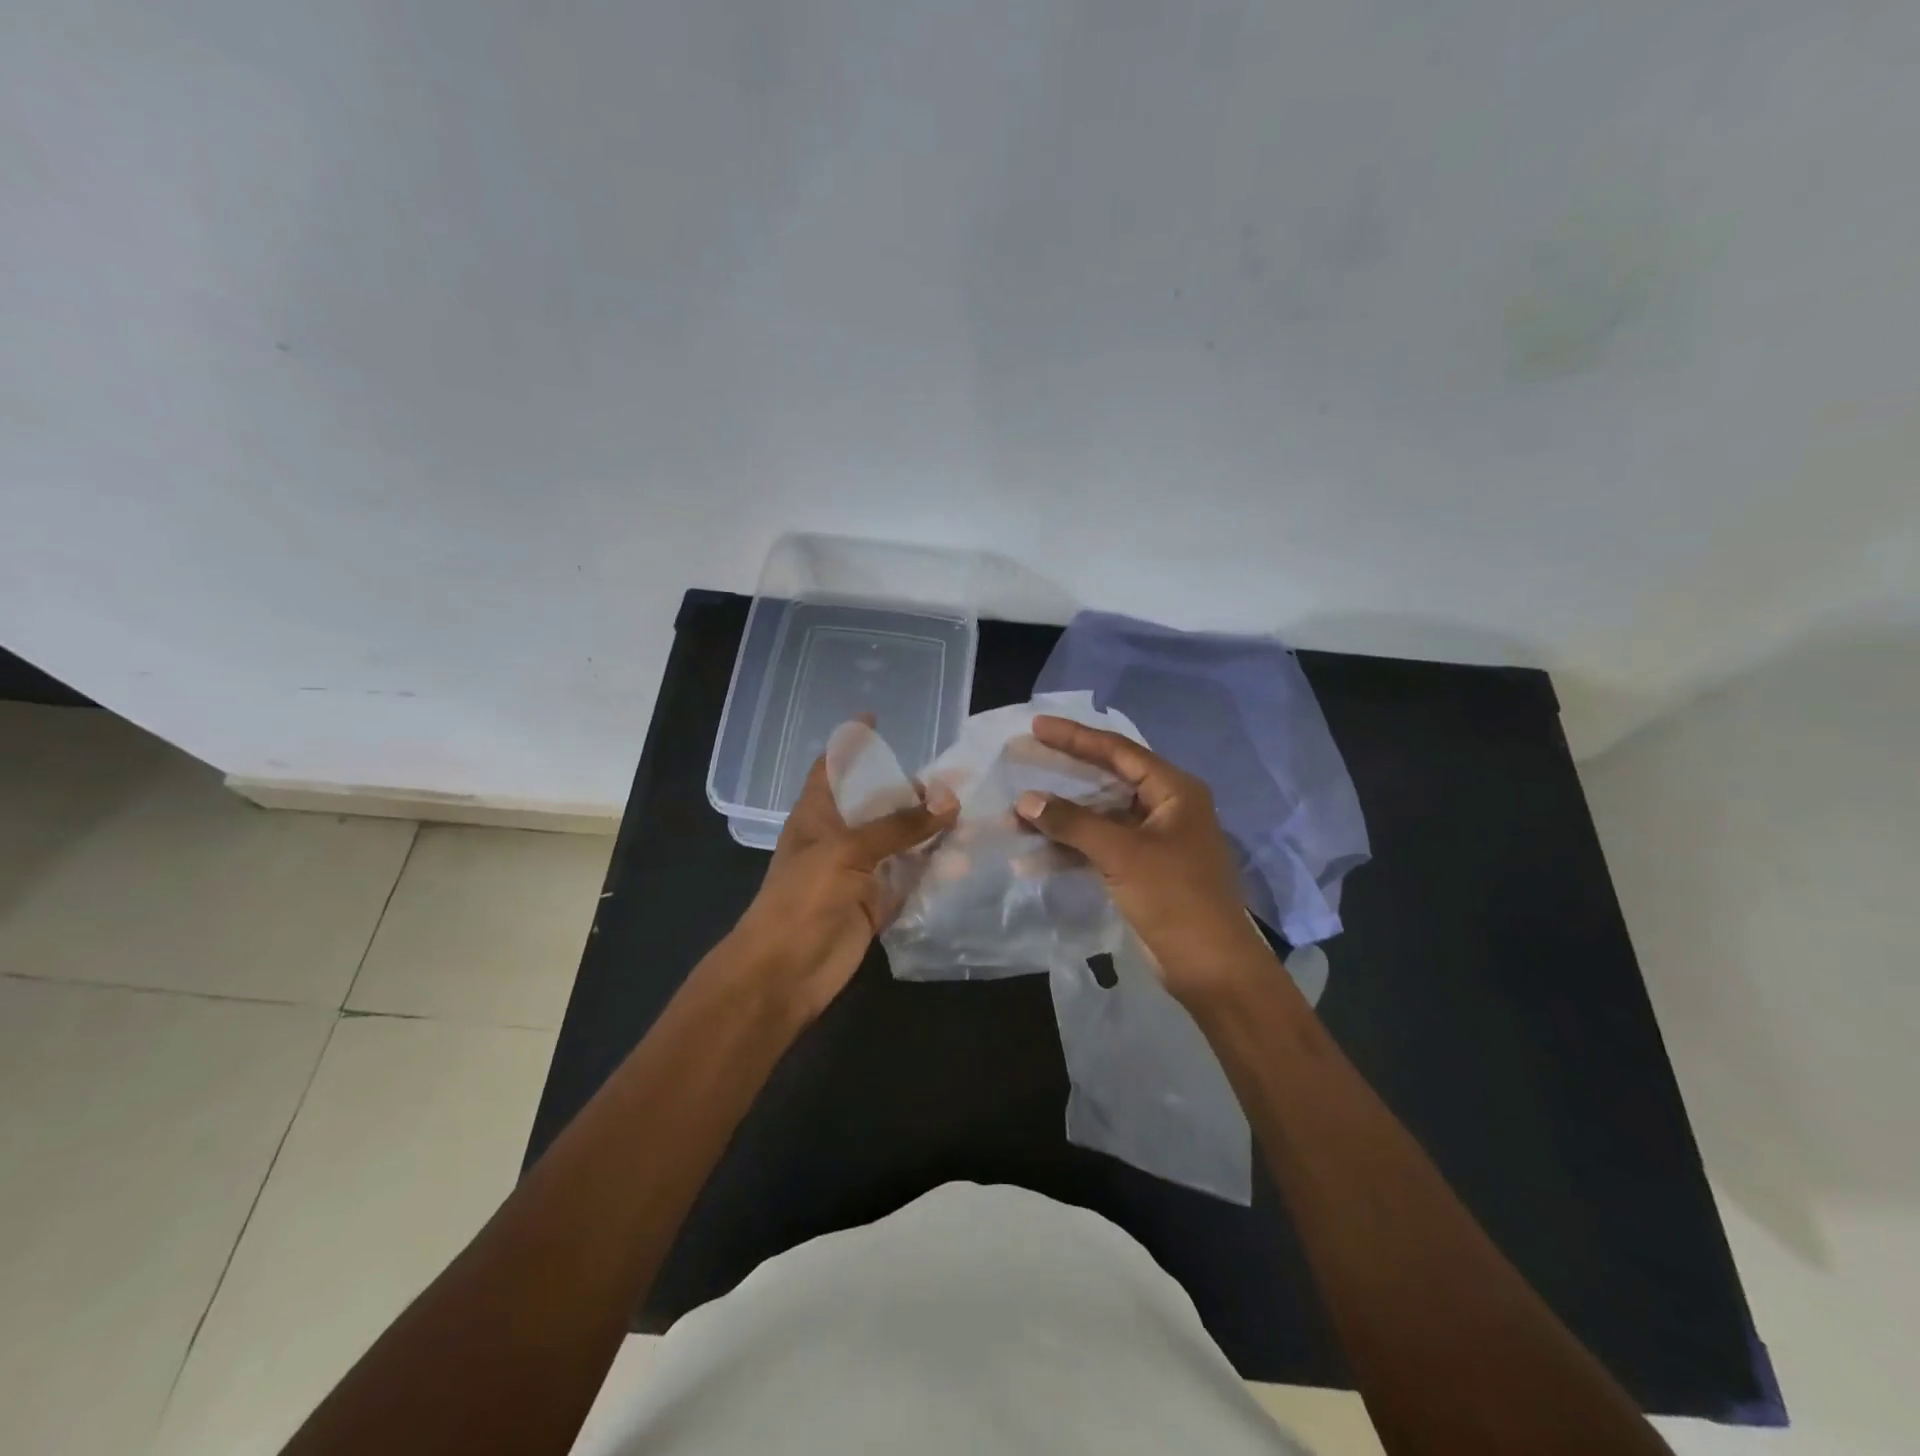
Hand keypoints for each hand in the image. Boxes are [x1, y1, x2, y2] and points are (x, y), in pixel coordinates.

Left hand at [730, 751, 956, 1020]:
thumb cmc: (803, 898)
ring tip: (972, 815)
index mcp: (818, 814)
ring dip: (930, 832)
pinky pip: (910, 880)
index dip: (851, 743)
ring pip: (900, 842)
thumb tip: (949, 801)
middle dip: (910, 790)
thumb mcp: (848, 851)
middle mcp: (840, 837)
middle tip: (955, 779)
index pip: (833, 767)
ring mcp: (860, 871)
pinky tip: (965, 860)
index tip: (877, 718)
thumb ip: (899, 826)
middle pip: (877, 804)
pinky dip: (934, 871)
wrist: (785, 972)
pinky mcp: (877, 903)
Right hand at [1013, 715, 1273, 1003]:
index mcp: (1174, 791)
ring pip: (1098, 817)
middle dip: (1063, 775)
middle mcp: (1165, 808)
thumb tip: (1026, 800)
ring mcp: (1152, 840)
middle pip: (1106, 780)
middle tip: (1023, 758)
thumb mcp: (1123, 854)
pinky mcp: (1140, 870)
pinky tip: (1033, 854)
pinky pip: (1099, 847)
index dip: (1076, 738)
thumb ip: (1073, 823)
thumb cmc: (1176, 897)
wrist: (1211, 968)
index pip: (1118, 752)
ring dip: (1060, 818)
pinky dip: (1069, 849)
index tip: (1037, 726)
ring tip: (1016, 815)